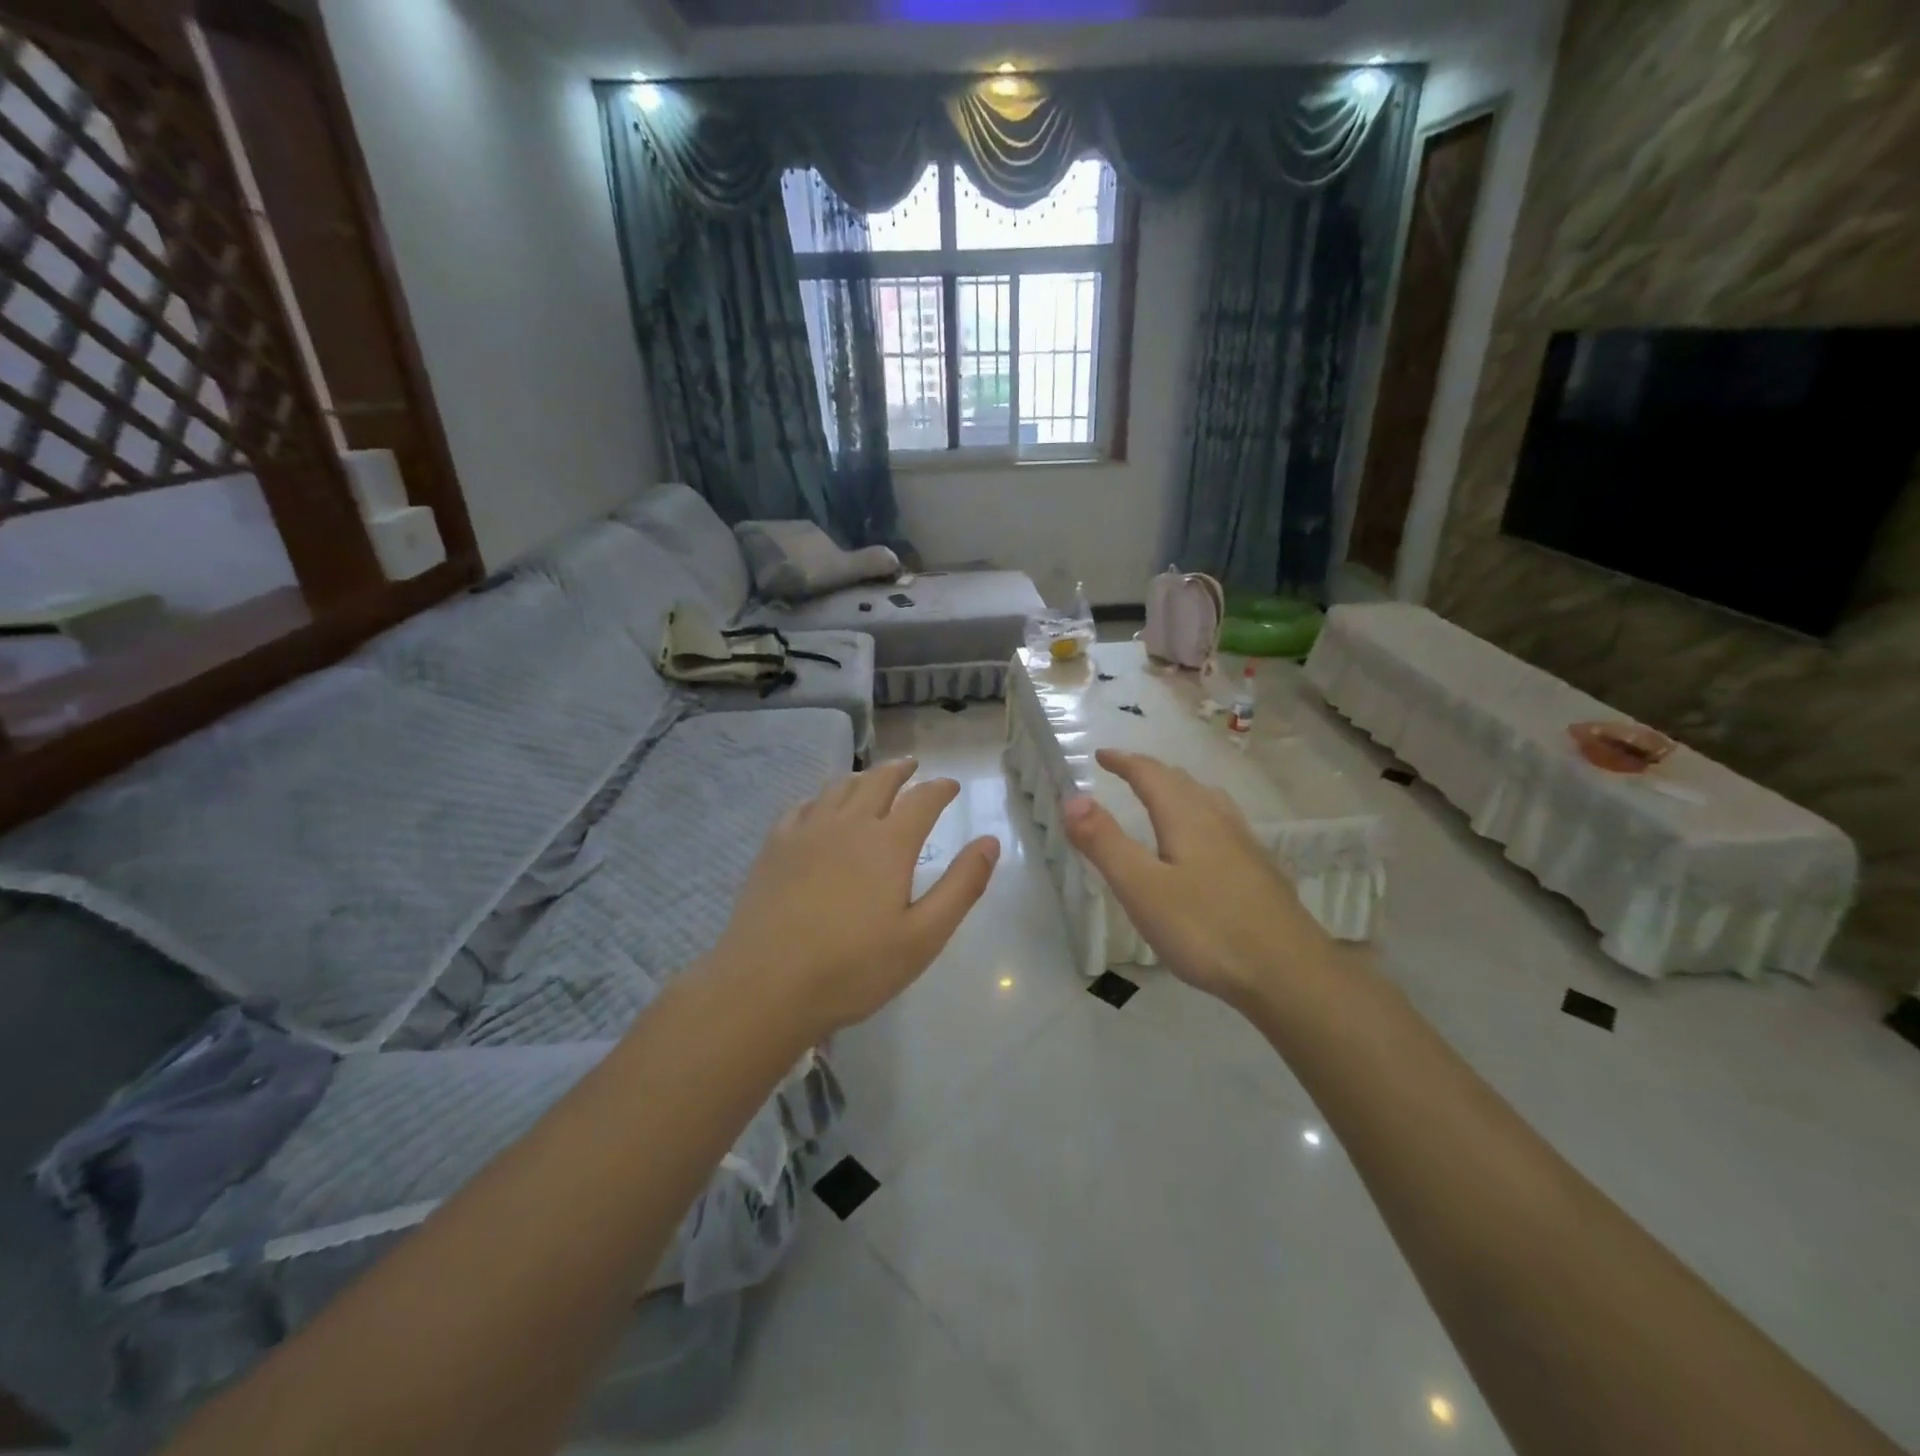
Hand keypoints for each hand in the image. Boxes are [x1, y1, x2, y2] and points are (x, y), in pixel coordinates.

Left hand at [711, 757, 1000, 1037]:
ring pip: (839, 788)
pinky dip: (821, 798)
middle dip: (900, 771)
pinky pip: (802, 806)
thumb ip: (961, 886)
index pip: (922, 800)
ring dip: (862, 777)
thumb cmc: (853, 968)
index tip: (951, 785)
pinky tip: (819, 807)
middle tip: (912, 766)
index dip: (940, 789)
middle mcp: (849, 824)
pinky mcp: (774, 847)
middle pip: (878, 782)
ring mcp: (806, 832)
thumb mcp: (924, 936)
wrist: (765, 985)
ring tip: (871, 779)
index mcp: (889, 844)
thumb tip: (989, 841)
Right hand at [1062, 748, 1330, 1008]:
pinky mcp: (1260, 870)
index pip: (1150, 775)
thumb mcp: (1142, 888)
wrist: (1289, 974)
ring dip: (1179, 789)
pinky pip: (1223, 823)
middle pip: (1182, 782)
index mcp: (1187, 818)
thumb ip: (1105, 843)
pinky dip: (1200, 814)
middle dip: (1149, 772)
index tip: (1101, 755)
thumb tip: (1072, 798)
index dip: (1124, 762)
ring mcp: (1245, 845)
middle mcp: (1218, 820)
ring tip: (1164, 796)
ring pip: (1208, 800)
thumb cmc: (1206, 930)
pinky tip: (1206, 843)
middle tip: (1125, 772)